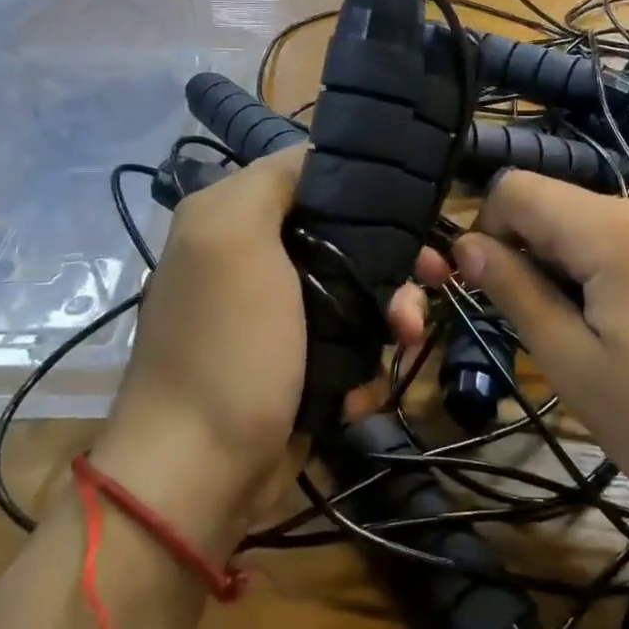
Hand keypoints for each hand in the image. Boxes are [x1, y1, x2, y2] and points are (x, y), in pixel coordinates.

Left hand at [93, 149, 428, 549]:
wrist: (199, 473)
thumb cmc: (227, 347)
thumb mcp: (236, 238)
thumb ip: (271, 180)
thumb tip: (315, 155)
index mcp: (232, 218)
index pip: (311, 176)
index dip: (365, 189)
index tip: (416, 213)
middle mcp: (251, 258)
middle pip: (343, 237)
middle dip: (389, 262)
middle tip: (428, 283)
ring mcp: (273, 315)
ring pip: (352, 291)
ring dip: (386, 314)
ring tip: (402, 340)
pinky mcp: (292, 364)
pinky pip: (344, 343)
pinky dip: (359, 362)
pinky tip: (357, 389)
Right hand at [449, 174, 628, 579]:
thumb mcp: (582, 375)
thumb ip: (518, 297)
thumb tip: (469, 245)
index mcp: (620, 230)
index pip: (519, 187)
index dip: (489, 230)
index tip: (499, 292)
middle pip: (574, 212)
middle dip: (550, 264)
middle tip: (574, 348)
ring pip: (622, 234)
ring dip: (600, 278)